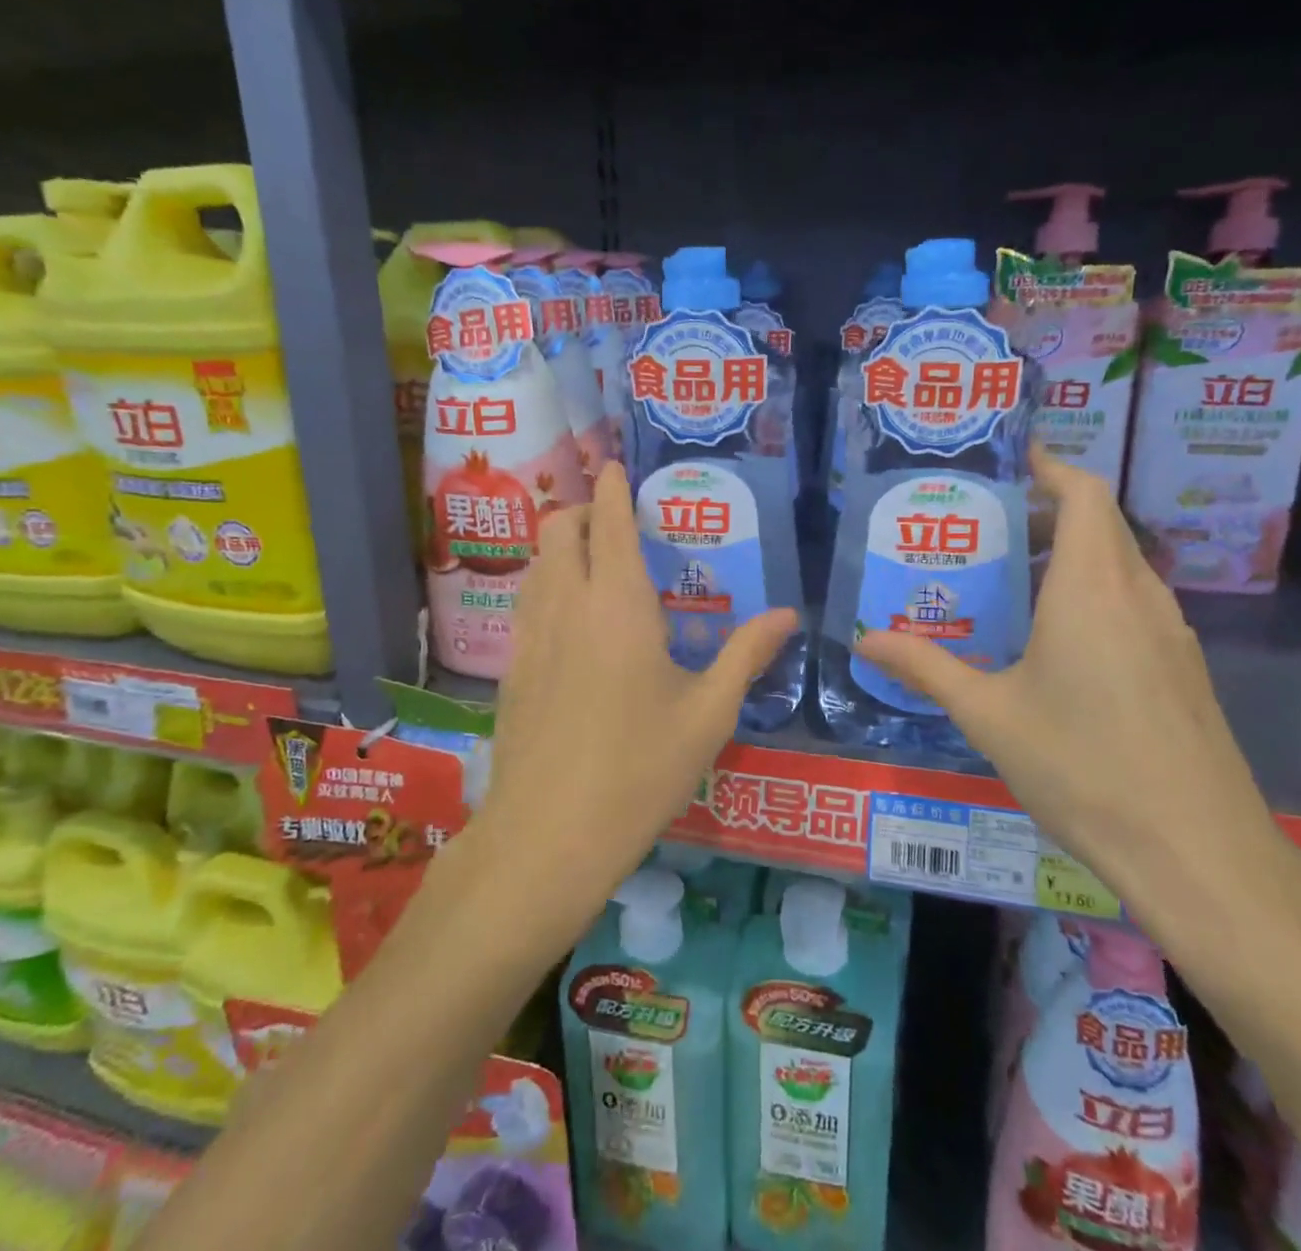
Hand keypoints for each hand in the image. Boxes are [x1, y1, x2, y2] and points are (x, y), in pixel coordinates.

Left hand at [477, 461, 797, 934]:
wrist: (548, 836)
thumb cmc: (640, 770)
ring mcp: (531, 636)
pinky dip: (547, 583)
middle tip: (615, 521)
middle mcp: (567, 605)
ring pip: (536, 563)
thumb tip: (788, 615)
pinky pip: (528, 601)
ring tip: (594, 561)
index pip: (608, 523)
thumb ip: (747, 654)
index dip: (612, 488)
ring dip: (560, 545)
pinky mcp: (512, 668)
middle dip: (581, 509)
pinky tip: (573, 620)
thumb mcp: (709, 714)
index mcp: (619, 605)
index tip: (616, 465)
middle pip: (558, 529)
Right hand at [853, 449, 1283, 908]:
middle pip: (1100, 524)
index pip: (1083, 493)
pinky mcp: (1181, 668)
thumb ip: (926, 668)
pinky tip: (1053, 640)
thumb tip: (865, 639)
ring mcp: (1169, 632)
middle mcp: (1139, 595)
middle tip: (985, 527)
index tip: (1007, 460)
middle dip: (1046, 511)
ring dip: (1070, 554)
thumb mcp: (989, 715)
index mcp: (1092, 588)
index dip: (1049, 466)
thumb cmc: (1083, 766)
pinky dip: (1091, 593)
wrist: (1197, 852)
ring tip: (1009, 578)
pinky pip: (1131, 604)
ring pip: (1119, 565)